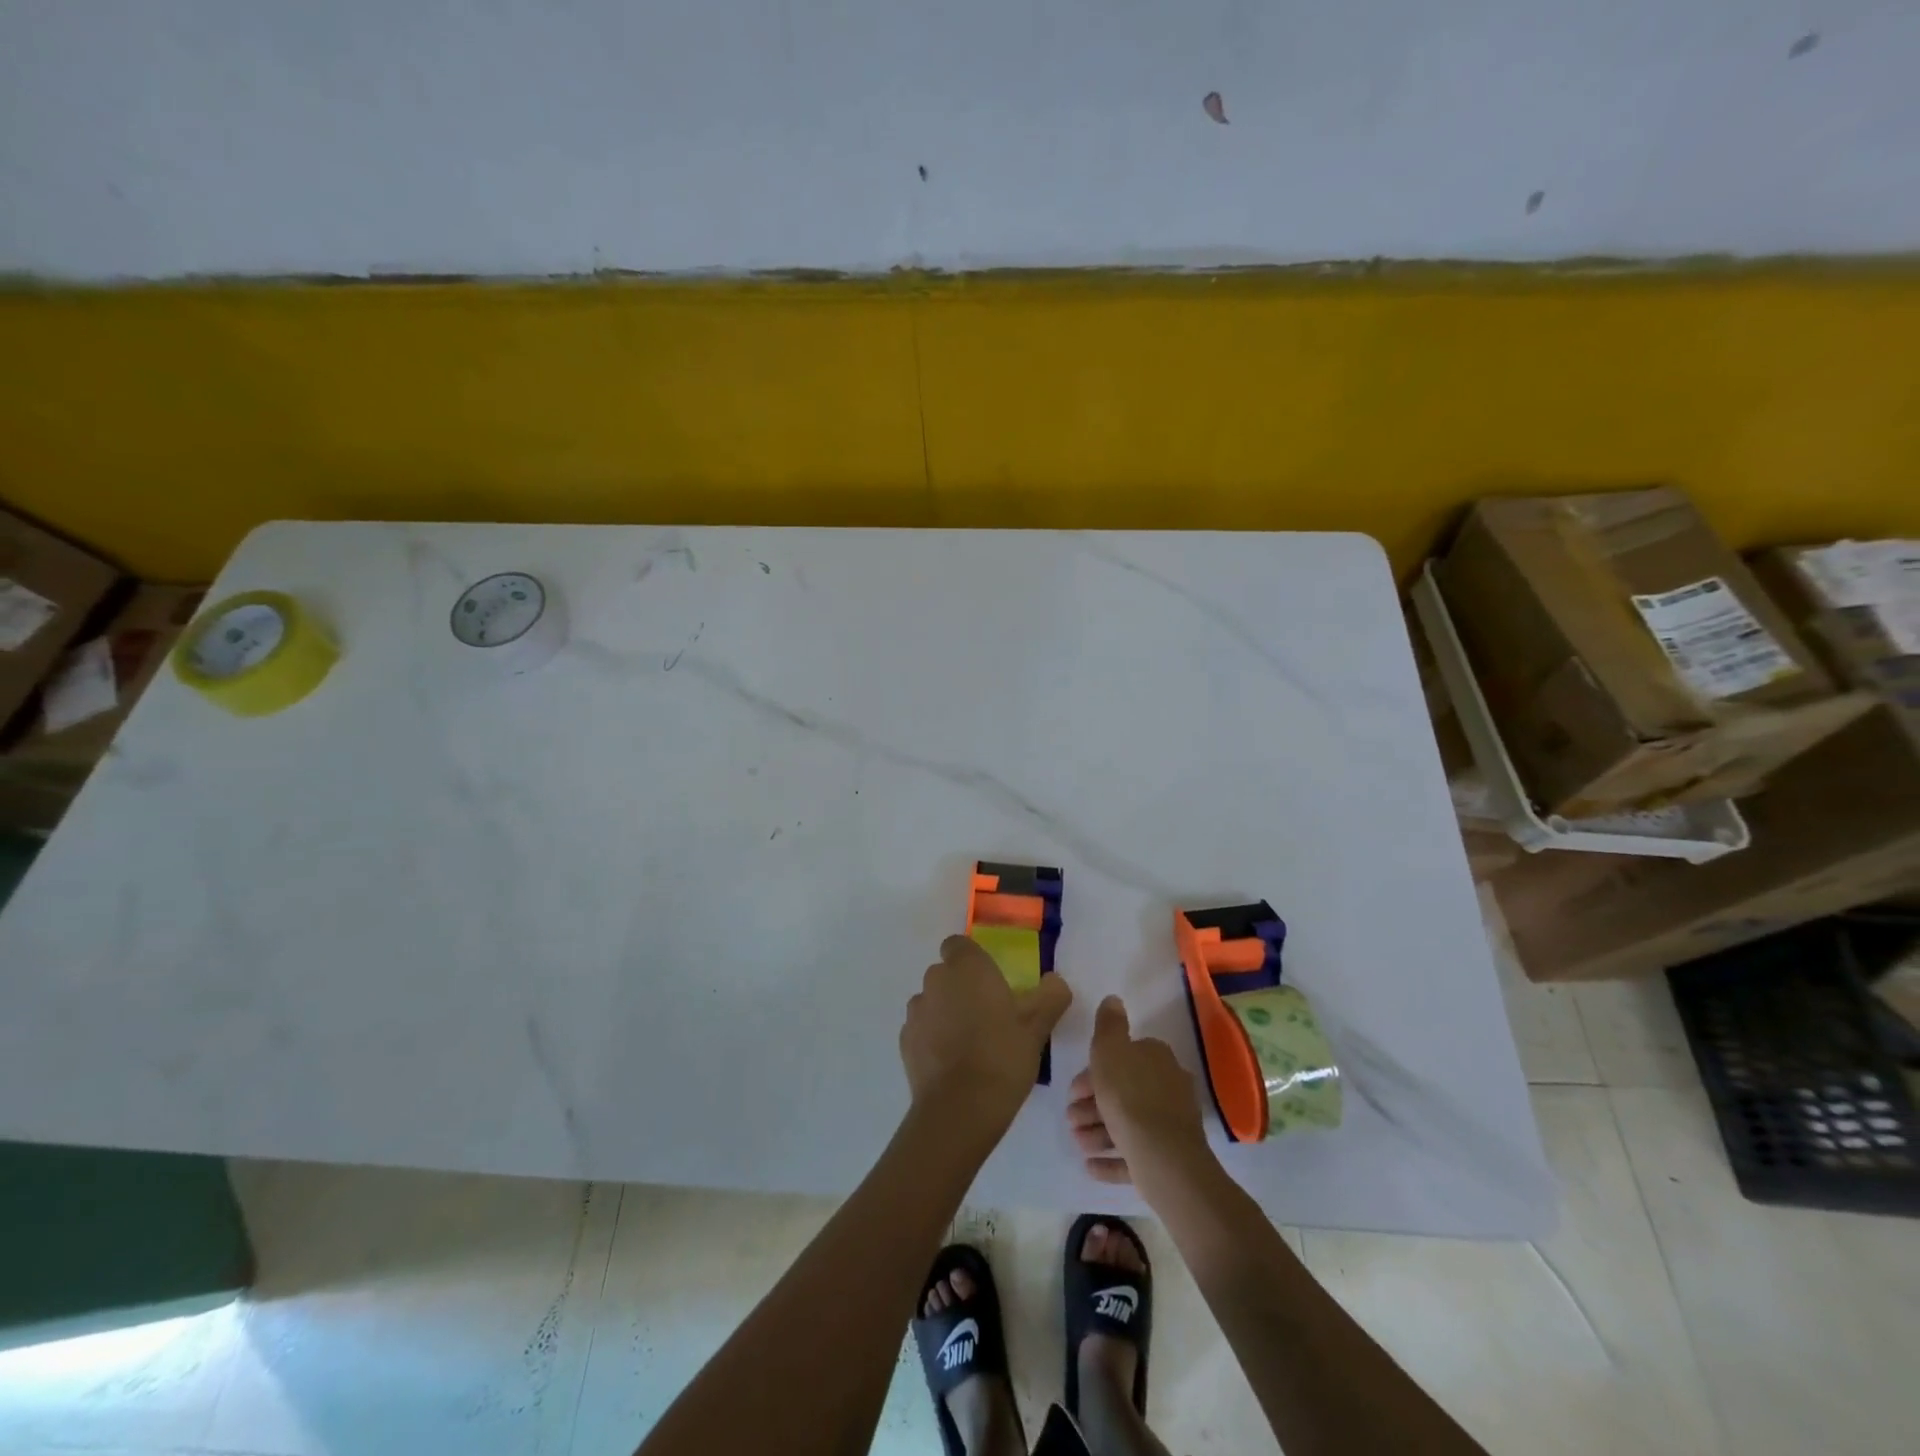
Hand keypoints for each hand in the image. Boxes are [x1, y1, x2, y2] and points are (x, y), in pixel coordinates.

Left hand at [900, 935, 1071, 1139]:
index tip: (992, 983)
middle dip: (962, 988)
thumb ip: (1050, 997)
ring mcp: (916, 1010)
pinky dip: (933, 1038)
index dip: (973, 960)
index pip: (959, 945)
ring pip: (932, 1001)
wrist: (959, 1109)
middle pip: (946, 974)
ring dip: (946, 1013)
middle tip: (989, 1016)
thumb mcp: (1037, 1028)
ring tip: (970, 1044)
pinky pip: (922, 1028)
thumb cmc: (1002, 1056)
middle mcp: (935, 980)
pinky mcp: (905, 1041)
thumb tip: (1056, 981)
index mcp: (967, 967)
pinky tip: (953, 1064)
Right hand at [1067, 995, 1213, 1189]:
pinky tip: (1091, 1165)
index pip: (1122, 1056)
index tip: (1073, 1089)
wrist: (1164, 1160)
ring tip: (1078, 1143)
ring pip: (1128, 1123)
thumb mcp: (1110, 1051)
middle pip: (1123, 1090)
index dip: (1093, 1071)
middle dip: (1092, 1104)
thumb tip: (1114, 999)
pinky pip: (1136, 1154)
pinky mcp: (1170, 1158)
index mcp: (1156, 1057)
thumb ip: (1108, 1025)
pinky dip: (1113, 1157)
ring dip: (1098, 1131)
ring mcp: (1171, 1124)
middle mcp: (1168, 1085)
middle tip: (1070, 1119)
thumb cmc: (1129, 1098)